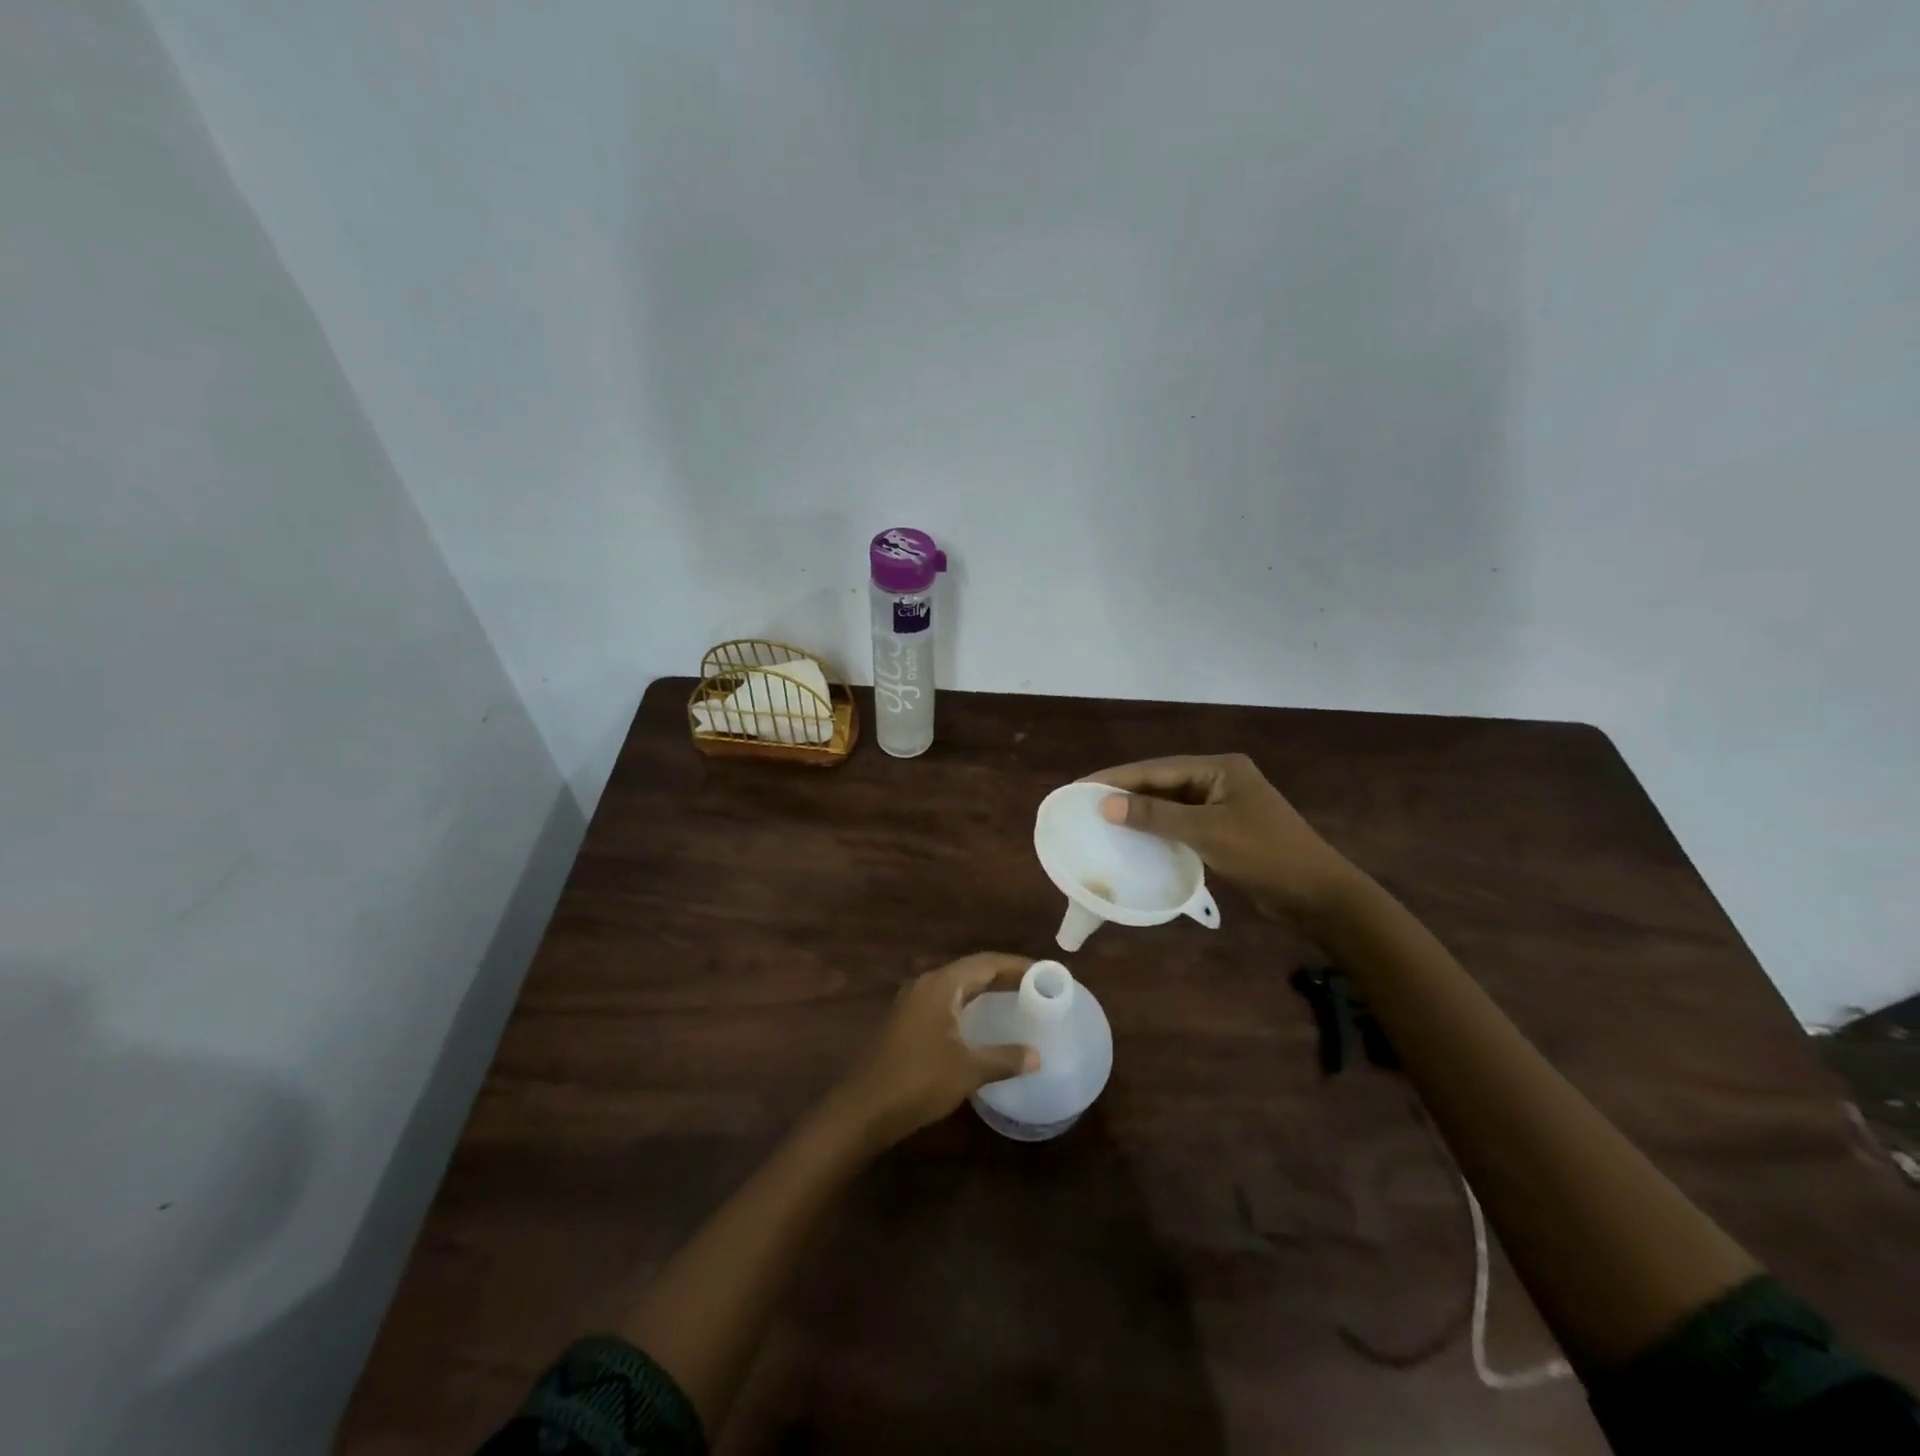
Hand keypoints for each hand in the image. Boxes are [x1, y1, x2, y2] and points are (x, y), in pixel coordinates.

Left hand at [831, 953, 1039, 1147]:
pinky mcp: (906, 1022)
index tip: (1044, 971)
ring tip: (1015, 999)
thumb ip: (1004, 1058)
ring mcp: (912, 1002)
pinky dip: (969, 1005)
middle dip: (1003, 975)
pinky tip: (981, 1023)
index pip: (985, 962)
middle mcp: (926, 985)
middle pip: (971, 971)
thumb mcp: (967, 1070)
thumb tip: (1037, 1055)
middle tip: (1036, 986)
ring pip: (957, 986)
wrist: (863, 1108)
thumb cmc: (917, 1081)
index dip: (1016, 965)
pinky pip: (945, 1002)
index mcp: (941, 985)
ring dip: (985, 990)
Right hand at [1084, 753, 1359, 922]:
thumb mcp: (1207, 832)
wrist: (1317, 895)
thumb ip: (1155, 816)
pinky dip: (1158, 831)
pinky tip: (1134, 840)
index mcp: (1219, 768)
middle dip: (1125, 794)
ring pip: (1170, 804)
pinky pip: (1181, 824)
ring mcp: (1222, 805)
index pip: (1157, 768)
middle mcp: (1219, 780)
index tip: (1081, 787)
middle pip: (1162, 783)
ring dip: (1140, 813)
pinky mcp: (1224, 830)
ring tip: (1100, 821)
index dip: (1117, 778)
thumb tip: (1105, 804)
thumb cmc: (1265, 854)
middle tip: (1085, 804)